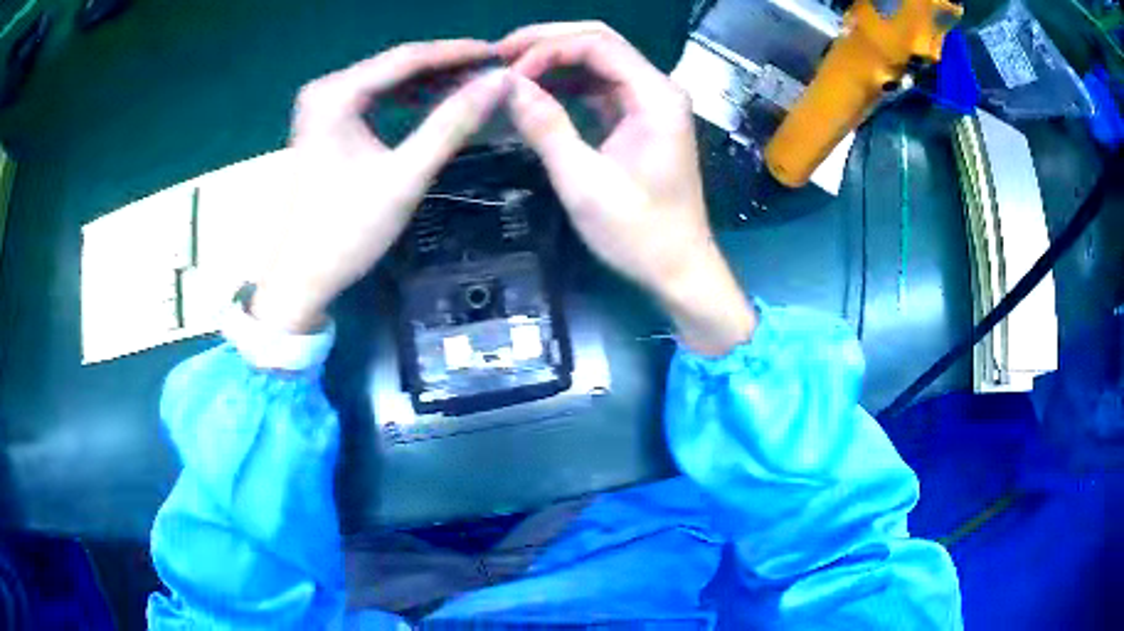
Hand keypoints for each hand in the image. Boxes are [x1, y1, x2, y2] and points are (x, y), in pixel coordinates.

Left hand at [251, 40, 510, 332]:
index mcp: (336, 94)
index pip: (407, 58)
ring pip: (386, 80)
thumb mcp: (406, 175)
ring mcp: (322, 106)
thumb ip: (453, 123)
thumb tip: (500, 82)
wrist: (302, 277)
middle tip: (493, 71)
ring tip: (472, 85)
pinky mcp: (325, 123)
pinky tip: (433, 102)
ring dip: (428, 82)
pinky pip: (374, 99)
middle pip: (395, 65)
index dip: (458, 53)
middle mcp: (326, 89)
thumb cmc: (348, 230)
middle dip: (445, 67)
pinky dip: (406, 100)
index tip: (501, 54)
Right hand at [498, 23, 755, 354]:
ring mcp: (650, 103)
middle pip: (599, 43)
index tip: (507, 71)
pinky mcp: (639, 119)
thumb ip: (546, 127)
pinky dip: (565, 85)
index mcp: (656, 96)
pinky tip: (535, 92)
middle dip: (546, 44)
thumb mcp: (584, 182)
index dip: (547, 47)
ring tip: (509, 71)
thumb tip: (507, 85)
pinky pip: (598, 87)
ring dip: (553, 62)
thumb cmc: (638, 233)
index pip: (598, 43)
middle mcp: (657, 89)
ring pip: (596, 62)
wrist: (678, 269)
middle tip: (499, 55)